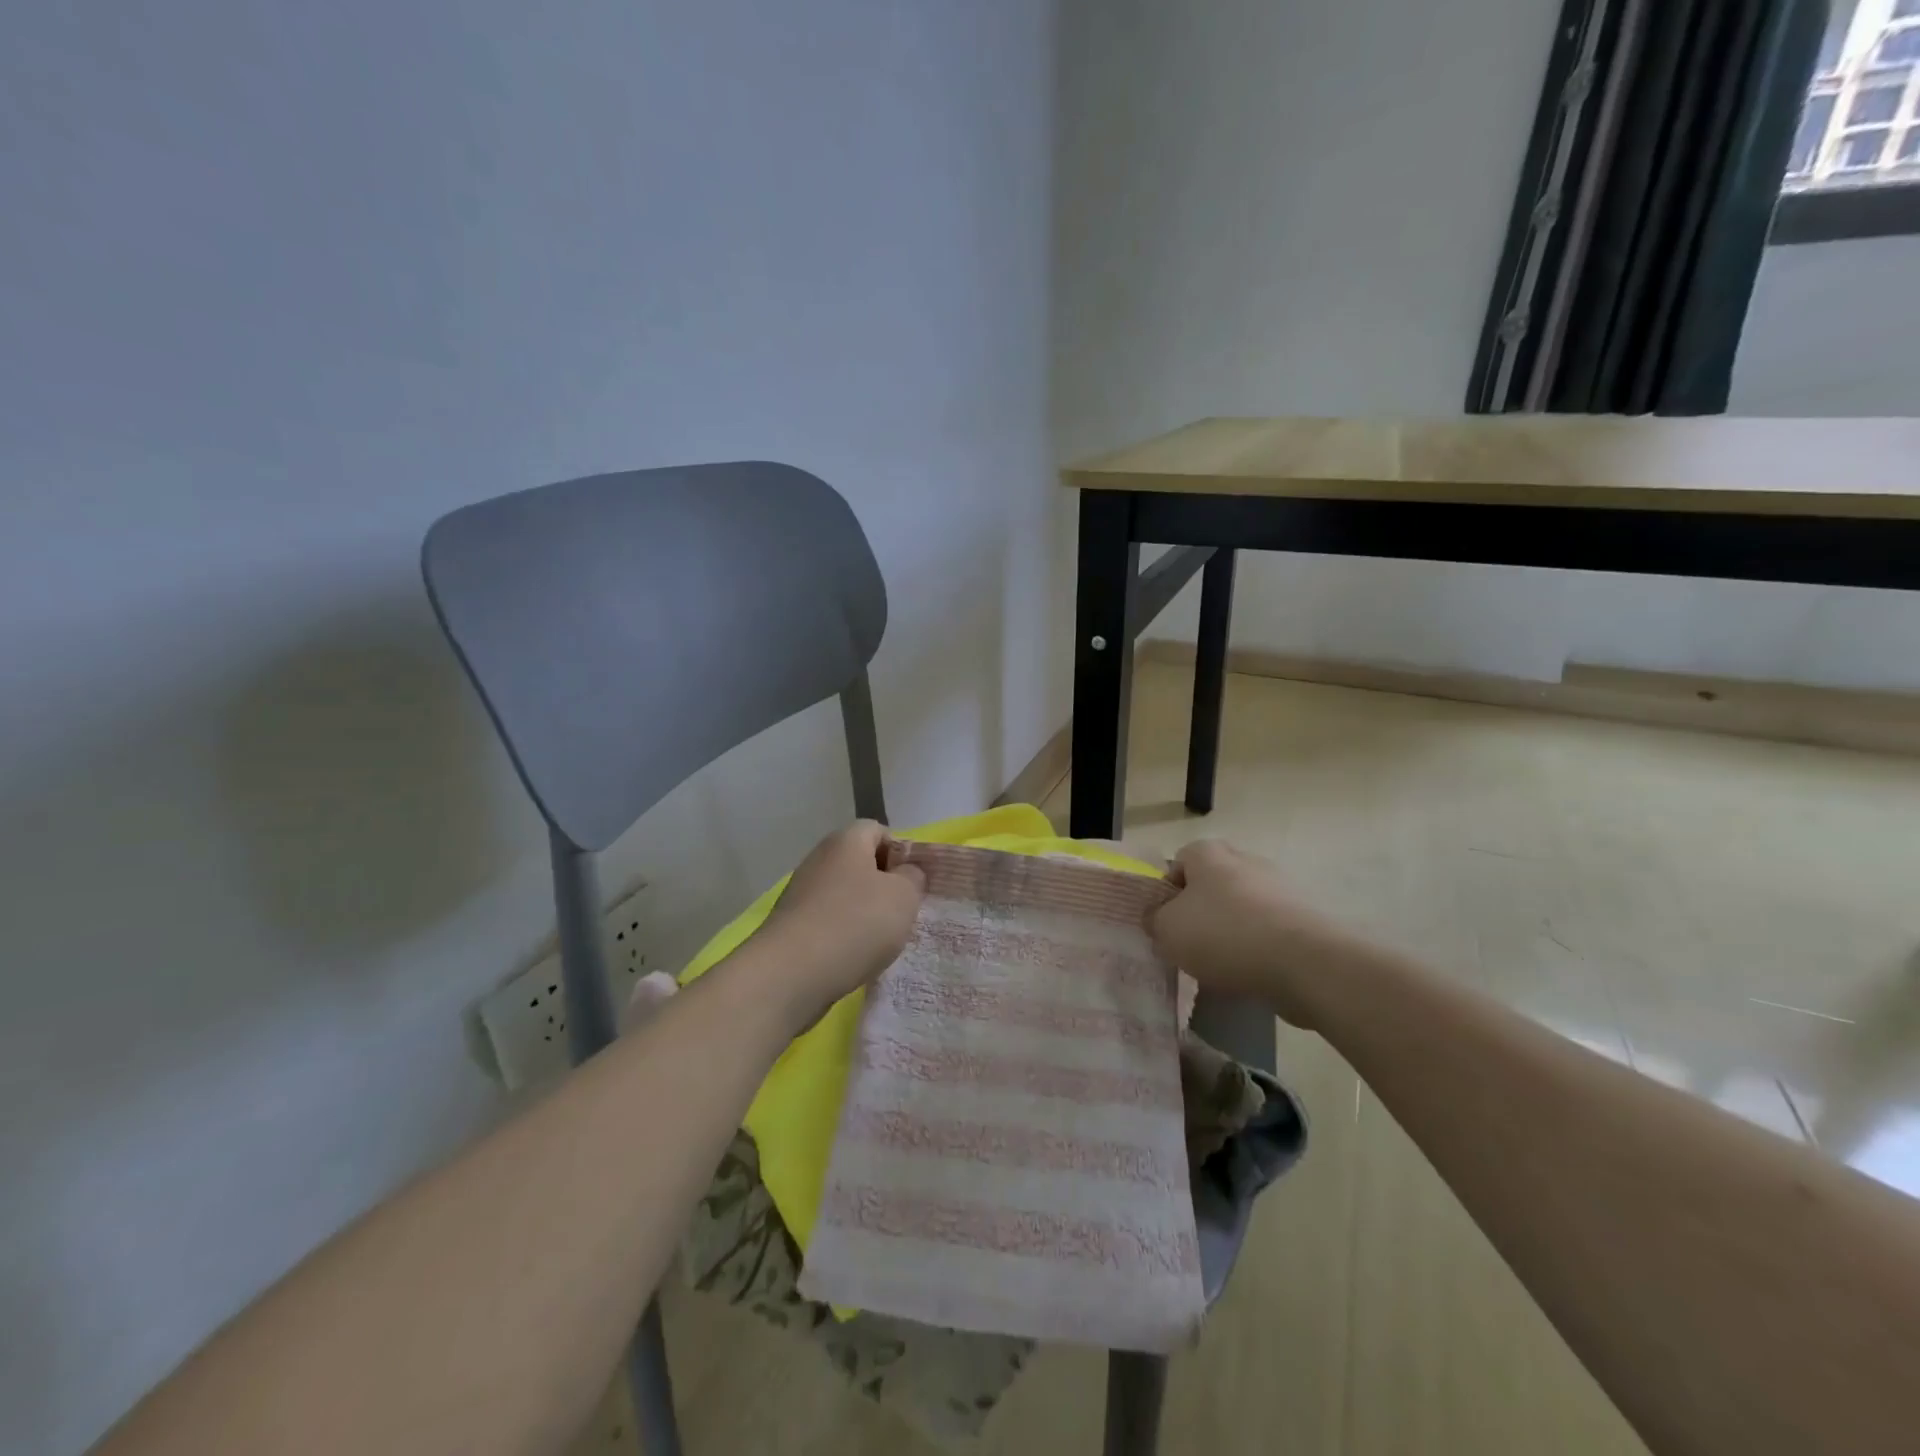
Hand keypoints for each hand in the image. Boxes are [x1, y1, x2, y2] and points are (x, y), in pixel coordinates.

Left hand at [751, 821, 925, 1025]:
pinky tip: (854, 957)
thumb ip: (913, 877)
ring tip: (880, 941)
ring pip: (844, 894)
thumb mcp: (903, 896)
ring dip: (864, 913)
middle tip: (902, 913)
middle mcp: (819, 858)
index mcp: (846, 841)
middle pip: (860, 863)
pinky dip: (843, 935)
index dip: (901, 852)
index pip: (879, 830)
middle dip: (883, 886)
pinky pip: (827, 920)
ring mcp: (801, 892)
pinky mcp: (791, 925)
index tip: (913, 883)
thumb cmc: (856, 924)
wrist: (791, 974)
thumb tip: (905, 872)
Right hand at [1148, 840, 1345, 1026]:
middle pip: (1213, 883)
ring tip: (1222, 965)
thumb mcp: (1168, 930)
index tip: (1166, 923)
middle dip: (1202, 910)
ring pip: (1243, 907)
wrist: (1305, 963)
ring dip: (1232, 930)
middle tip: (1191, 942)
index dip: (1168, 892)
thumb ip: (1154, 920)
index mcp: (1209, 853)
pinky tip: (1252, 972)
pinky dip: (1259, 947)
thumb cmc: (1224, 935)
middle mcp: (1246, 860)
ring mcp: (1280, 887)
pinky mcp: (1306, 918)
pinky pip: (1270, 929)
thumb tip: (1158, 918)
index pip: (1178, 862)